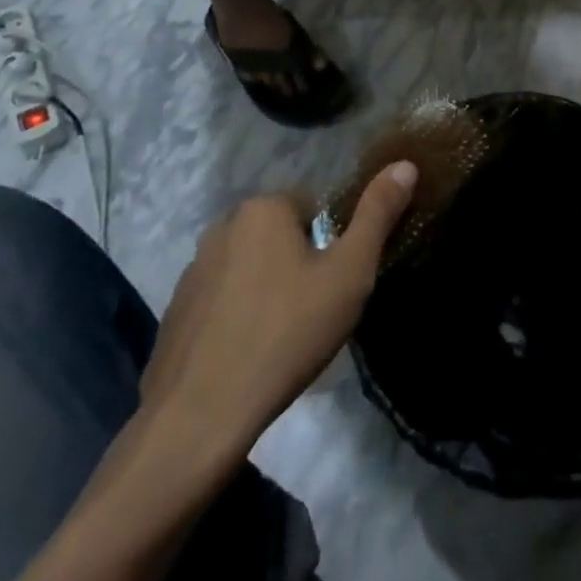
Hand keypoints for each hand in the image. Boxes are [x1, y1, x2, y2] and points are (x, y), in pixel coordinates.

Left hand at [138, 162, 417, 451]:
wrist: (200, 416)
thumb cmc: (286, 334)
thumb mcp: (349, 274)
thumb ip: (377, 215)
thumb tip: (405, 164)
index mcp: (263, 208)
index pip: (313, 209)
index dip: (330, 247)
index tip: (333, 288)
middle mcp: (223, 226)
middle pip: (279, 236)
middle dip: (297, 266)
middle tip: (312, 314)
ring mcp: (193, 270)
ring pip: (249, 268)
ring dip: (266, 291)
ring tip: (281, 340)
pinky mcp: (175, 311)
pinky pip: (220, 302)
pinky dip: (236, 319)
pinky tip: (246, 356)